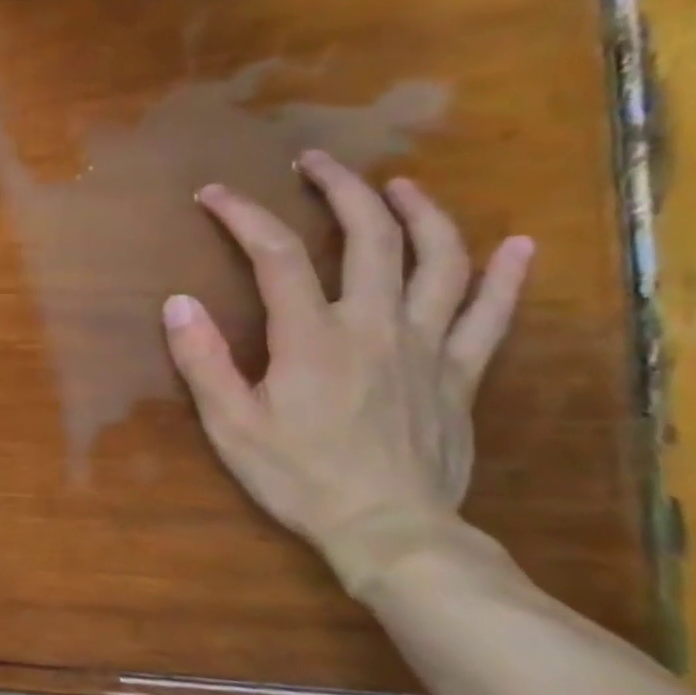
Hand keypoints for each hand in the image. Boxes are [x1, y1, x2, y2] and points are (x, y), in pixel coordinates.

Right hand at [161, 150, 534, 595]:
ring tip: (400, 186)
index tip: (214, 195)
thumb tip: (177, 302)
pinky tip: (518, 245)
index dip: (242, 215)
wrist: (389, 532)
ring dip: (420, 213)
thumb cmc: (299, 477)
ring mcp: (427, 345)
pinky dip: (507, 277)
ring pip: (439, 261)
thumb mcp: (230, 425)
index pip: (274, 255)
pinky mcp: (460, 373)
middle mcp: (375, 324)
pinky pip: (492, 316)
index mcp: (313, 336)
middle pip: (369, 236)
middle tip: (315, 162)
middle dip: (341, 189)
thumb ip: (203, 361)